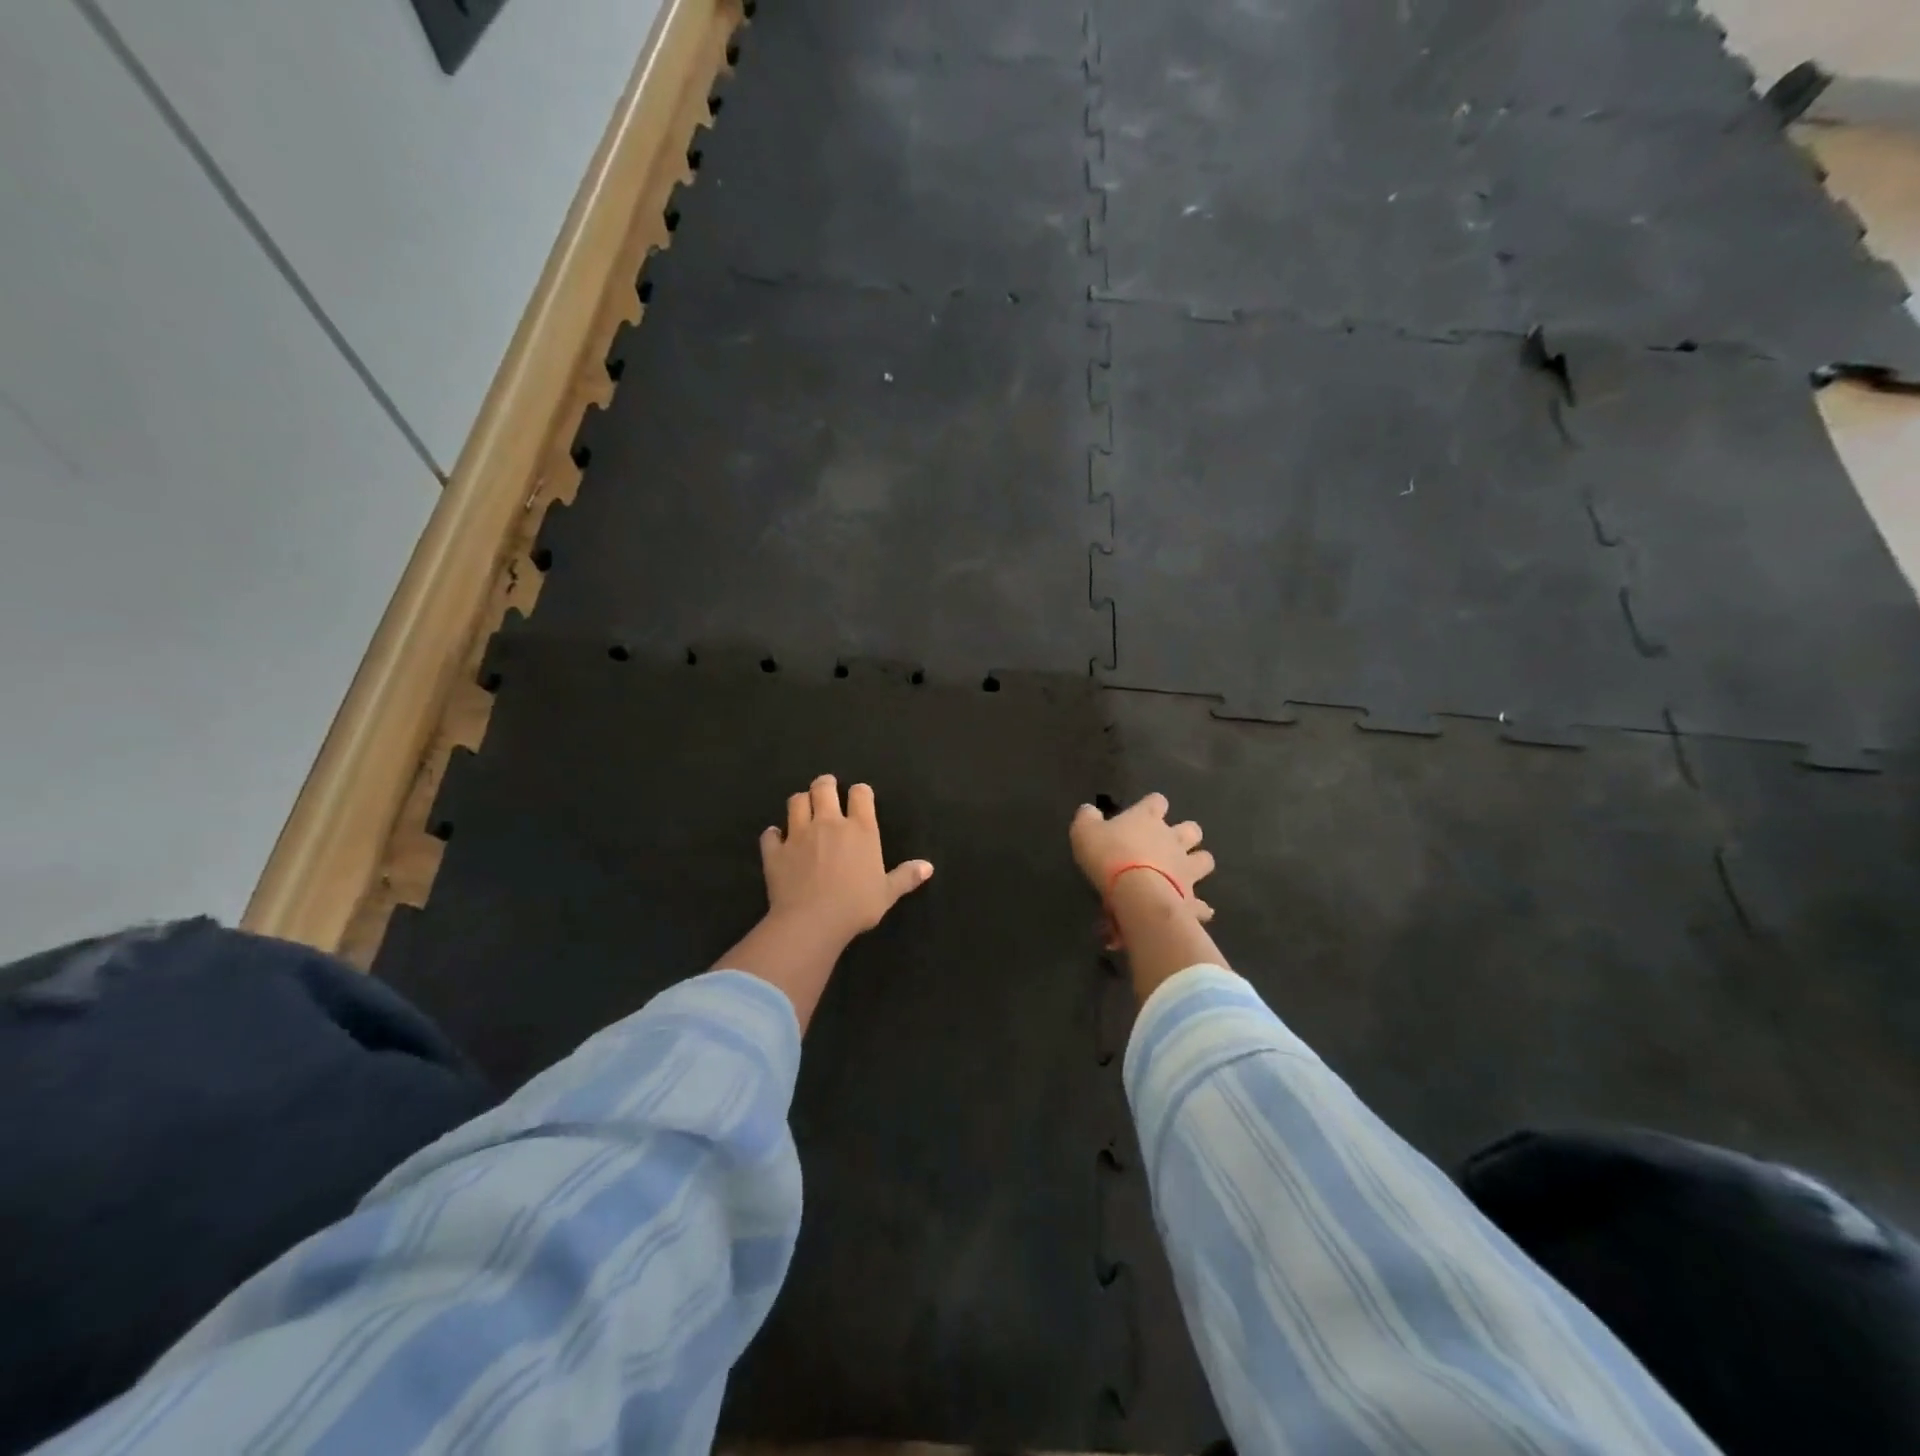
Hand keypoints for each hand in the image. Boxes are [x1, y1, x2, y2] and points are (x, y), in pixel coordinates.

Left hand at [759, 775, 933, 947]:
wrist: (812, 922)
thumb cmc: (856, 906)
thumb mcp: (887, 893)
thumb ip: (905, 876)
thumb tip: (928, 867)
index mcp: (860, 829)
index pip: (861, 794)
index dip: (860, 792)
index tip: (860, 797)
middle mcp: (828, 823)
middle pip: (823, 787)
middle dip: (825, 784)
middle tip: (826, 789)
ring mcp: (798, 834)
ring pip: (795, 802)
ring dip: (800, 802)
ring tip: (803, 808)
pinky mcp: (775, 851)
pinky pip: (770, 835)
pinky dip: (773, 835)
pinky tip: (776, 839)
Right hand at [1070, 793, 1215, 922]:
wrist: (1137, 893)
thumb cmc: (1108, 856)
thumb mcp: (1084, 832)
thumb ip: (1087, 818)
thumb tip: (1089, 810)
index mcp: (1147, 819)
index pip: (1156, 801)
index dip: (1152, 805)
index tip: (1144, 812)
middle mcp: (1172, 839)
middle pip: (1191, 829)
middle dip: (1186, 833)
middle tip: (1170, 843)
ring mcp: (1186, 868)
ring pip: (1205, 860)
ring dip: (1197, 863)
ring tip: (1185, 872)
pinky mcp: (1190, 897)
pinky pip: (1201, 904)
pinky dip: (1199, 907)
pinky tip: (1194, 911)